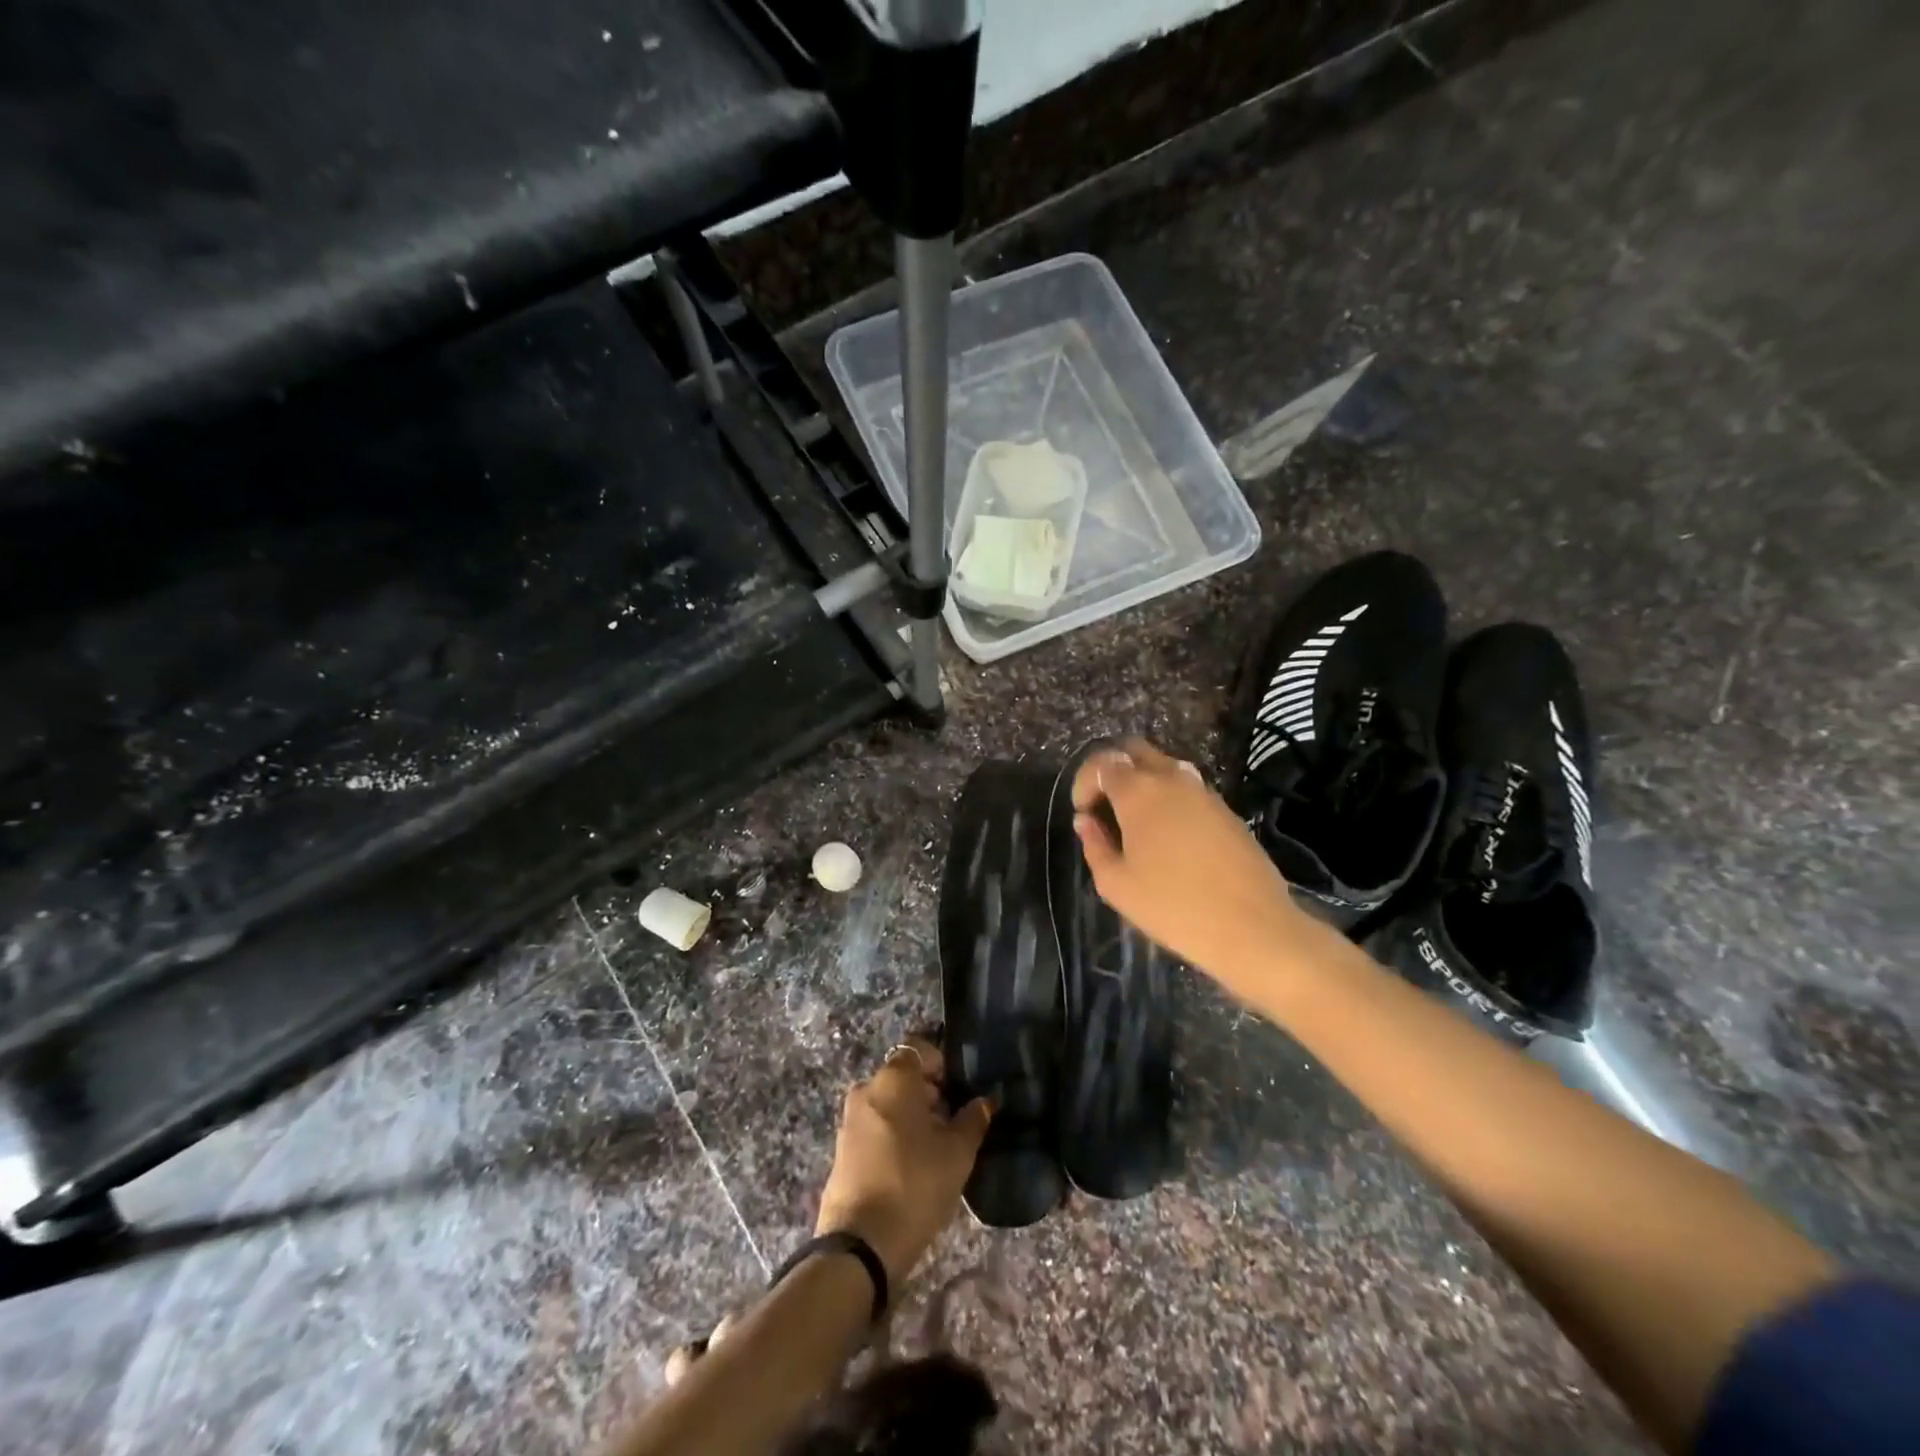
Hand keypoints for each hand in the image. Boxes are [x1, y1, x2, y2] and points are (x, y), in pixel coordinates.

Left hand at [815, 1037, 990, 1283]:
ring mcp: (850, 1119)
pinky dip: (894, 1134)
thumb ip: (973, 1119)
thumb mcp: (957, 1153)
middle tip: (953, 1123)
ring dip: (912, 1115)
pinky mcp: (843, 1148)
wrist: (861, 1244)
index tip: (959, 1091)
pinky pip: (875, 1126)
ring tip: (935, 1148)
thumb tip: (985, 1101)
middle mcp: (867, 1088)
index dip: (942, 1064)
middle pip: (904, 1076)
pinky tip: (911, 1165)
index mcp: (893, 1078)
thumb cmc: (915, 1184)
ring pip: (889, 1102)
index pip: (919, 1048)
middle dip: (930, 1093)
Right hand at [1072, 738, 1311, 984]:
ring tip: (1136, 825)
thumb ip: (1095, 845)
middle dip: (1113, 771)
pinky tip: (1169, 838)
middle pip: (1135, 750)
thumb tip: (1086, 821)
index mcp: (1138, 791)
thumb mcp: (1116, 884)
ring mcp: (1204, 791)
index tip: (1082, 813)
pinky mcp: (1226, 809)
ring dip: (1143, 783)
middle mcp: (1172, 779)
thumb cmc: (1173, 907)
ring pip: (1164, 767)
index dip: (1084, 783)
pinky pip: (1187, 789)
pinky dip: (1169, 799)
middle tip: (1106, 808)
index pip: (1102, 763)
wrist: (1252, 927)